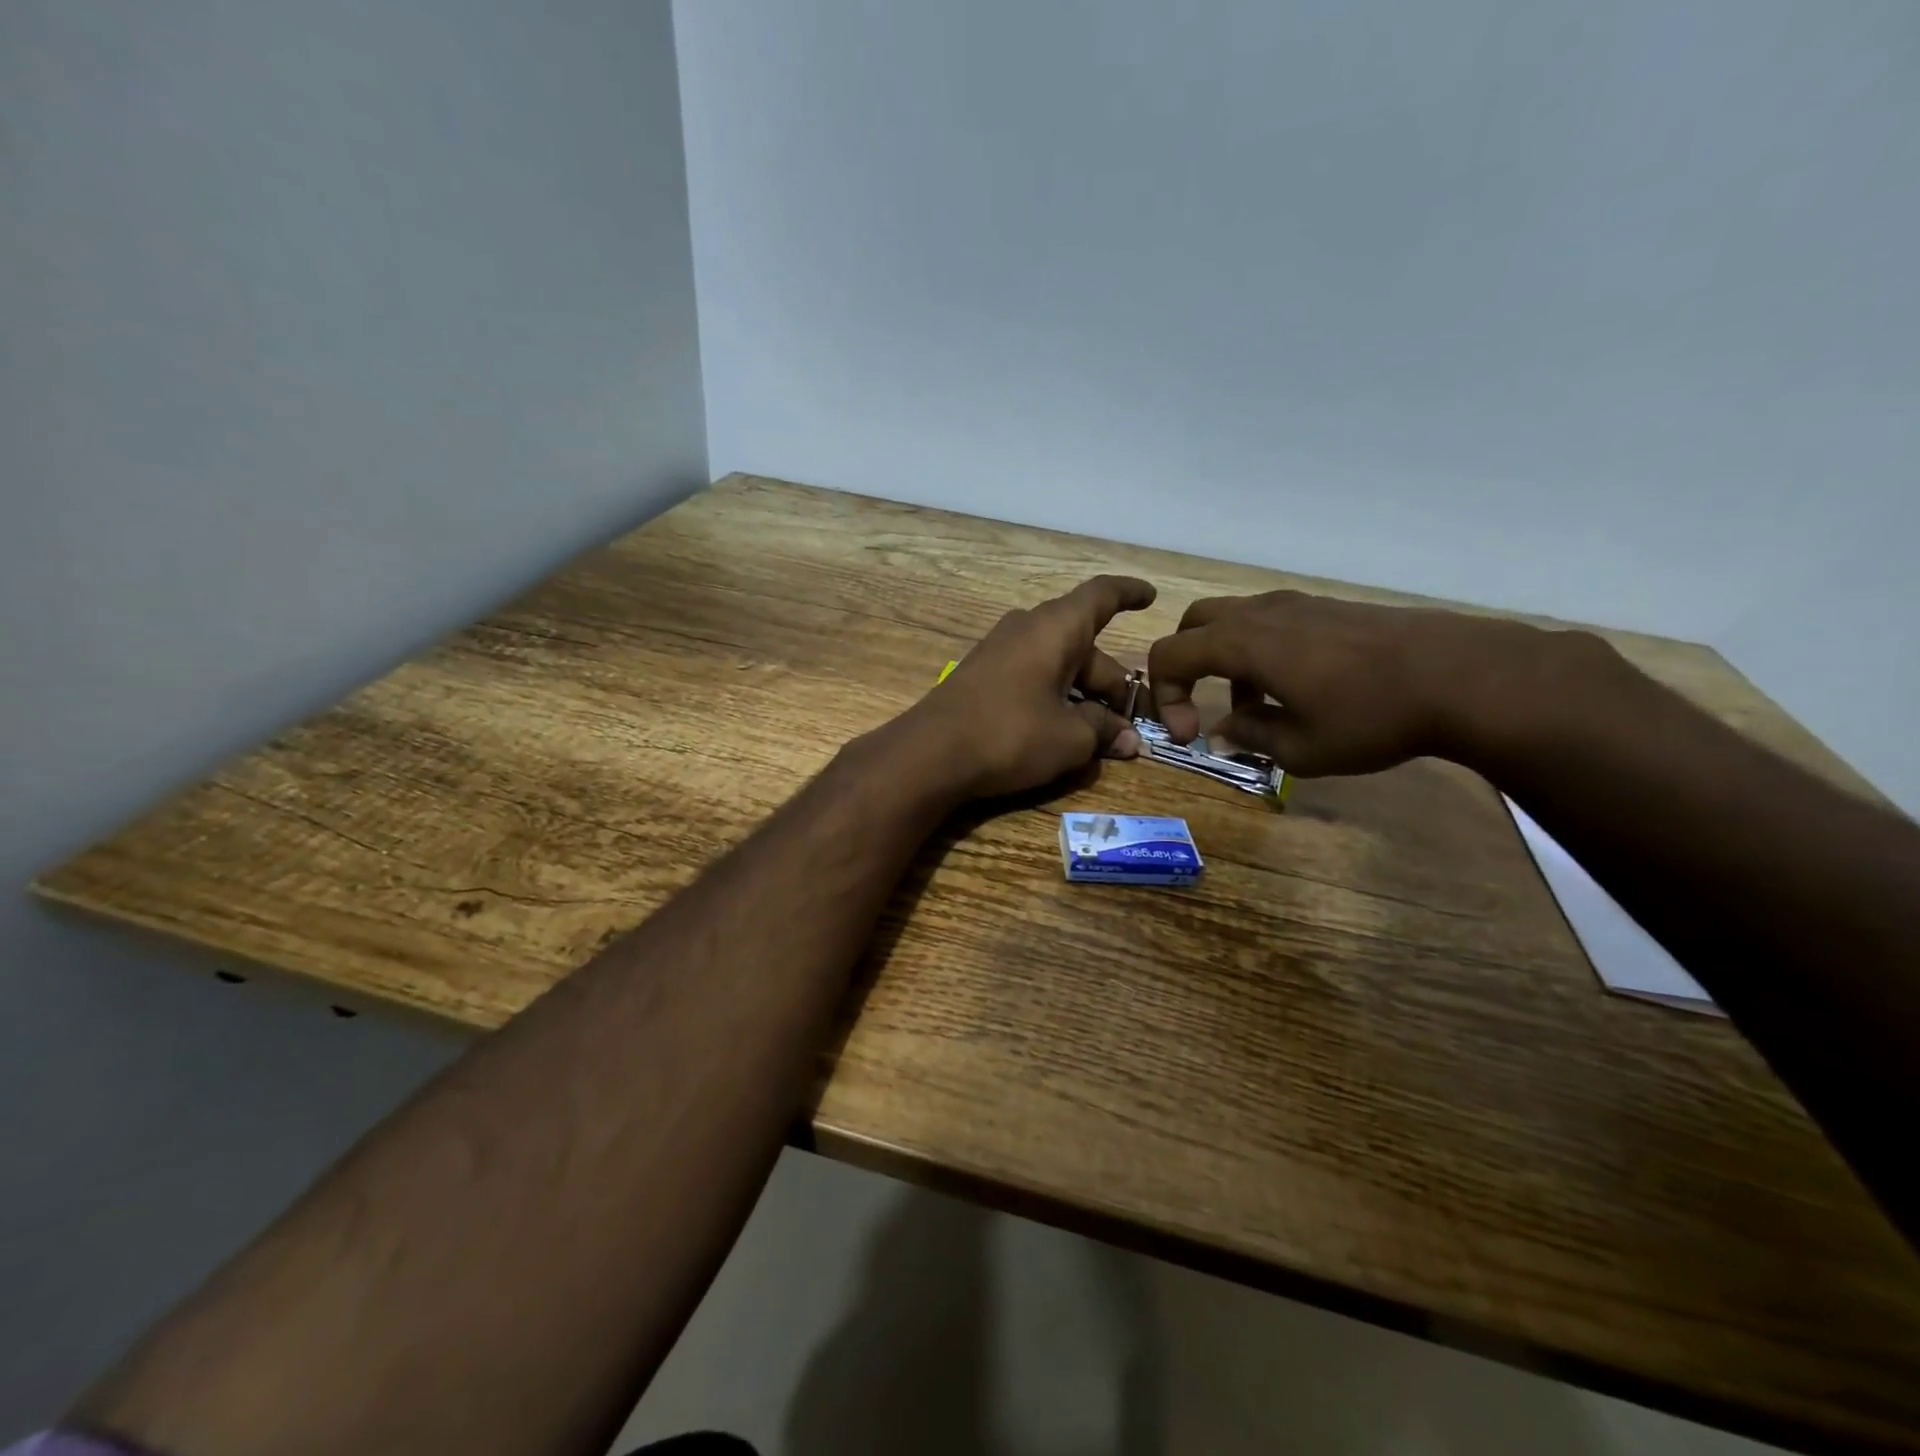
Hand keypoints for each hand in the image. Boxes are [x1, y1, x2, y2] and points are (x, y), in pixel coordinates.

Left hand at [910, 575, 1157, 797]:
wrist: (929, 754)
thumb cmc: (1010, 734)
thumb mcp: (1070, 738)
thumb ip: (1103, 731)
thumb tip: (1127, 739)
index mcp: (1056, 628)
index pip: (1101, 595)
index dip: (1129, 593)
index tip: (1150, 596)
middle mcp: (1027, 629)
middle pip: (1084, 646)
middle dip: (1113, 684)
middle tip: (1134, 724)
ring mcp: (1000, 652)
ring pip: (1058, 665)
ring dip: (1084, 695)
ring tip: (1104, 736)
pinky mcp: (981, 677)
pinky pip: (1032, 678)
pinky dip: (1055, 699)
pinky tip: (1063, 732)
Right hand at [1146, 591, 1560, 777]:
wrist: (1461, 676)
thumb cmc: (1371, 717)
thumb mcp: (1301, 749)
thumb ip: (1250, 737)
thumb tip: (1223, 730)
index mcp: (1242, 643)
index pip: (1169, 656)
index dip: (1164, 697)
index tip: (1190, 735)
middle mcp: (1260, 613)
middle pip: (1193, 625)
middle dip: (1183, 667)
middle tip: (1200, 706)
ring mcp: (1296, 604)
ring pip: (1232, 621)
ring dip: (1224, 662)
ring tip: (1255, 708)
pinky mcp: (1327, 608)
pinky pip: (1269, 622)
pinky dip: (1258, 652)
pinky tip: (1294, 689)